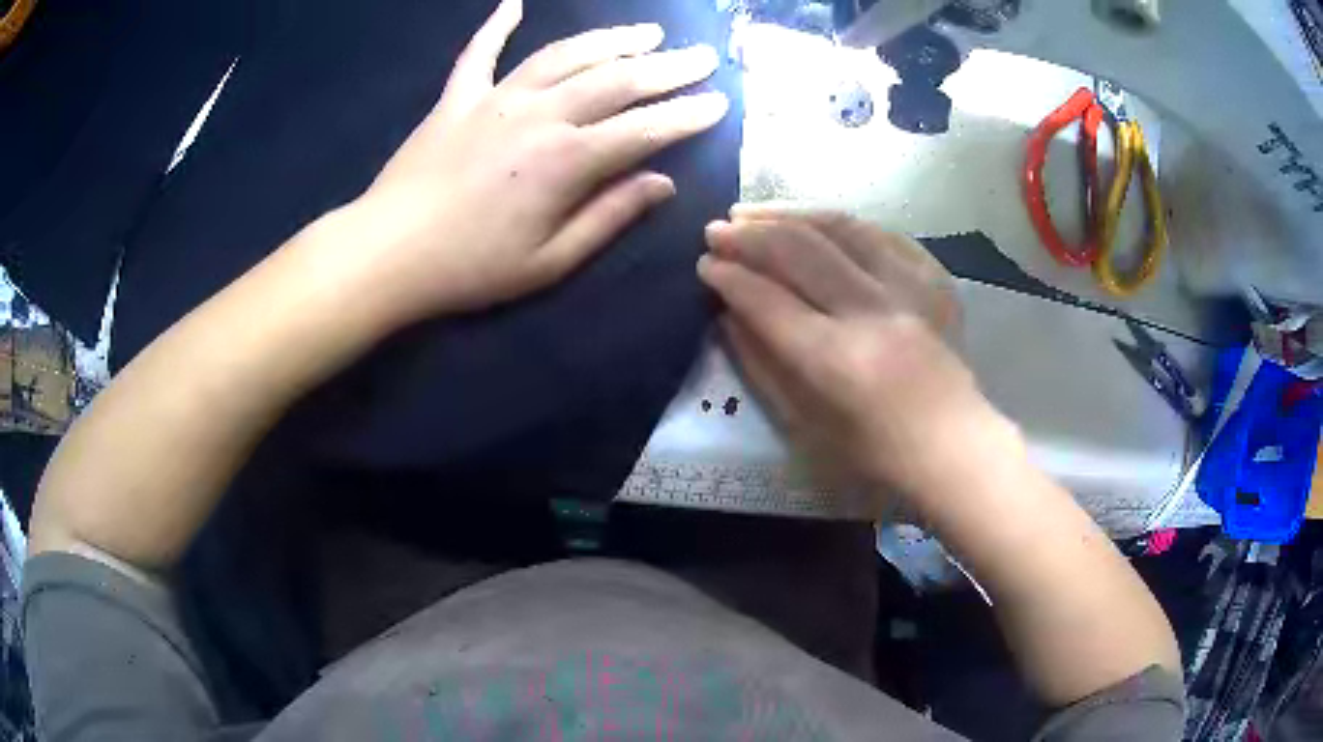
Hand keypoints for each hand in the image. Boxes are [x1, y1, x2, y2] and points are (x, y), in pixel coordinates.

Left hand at [347, 0, 728, 324]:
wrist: (387, 252)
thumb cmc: (470, 267)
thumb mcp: (549, 260)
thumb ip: (608, 216)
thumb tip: (661, 184)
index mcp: (567, 160)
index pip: (644, 129)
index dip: (687, 115)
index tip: (721, 102)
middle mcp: (539, 114)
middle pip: (616, 80)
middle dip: (667, 68)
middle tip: (702, 56)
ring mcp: (495, 99)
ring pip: (564, 55)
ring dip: (611, 40)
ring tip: (647, 31)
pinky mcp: (456, 99)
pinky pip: (480, 53)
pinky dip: (496, 25)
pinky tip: (513, 2)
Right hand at [699, 208, 991, 512]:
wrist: (953, 444)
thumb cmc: (876, 452)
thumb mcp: (806, 425)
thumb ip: (763, 366)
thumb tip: (730, 315)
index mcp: (836, 360)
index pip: (768, 301)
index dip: (729, 277)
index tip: (704, 264)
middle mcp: (872, 313)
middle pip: (799, 251)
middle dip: (748, 235)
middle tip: (717, 230)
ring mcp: (909, 288)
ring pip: (840, 227)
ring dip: (788, 213)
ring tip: (753, 211)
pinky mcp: (934, 279)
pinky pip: (882, 232)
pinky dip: (841, 222)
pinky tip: (815, 220)